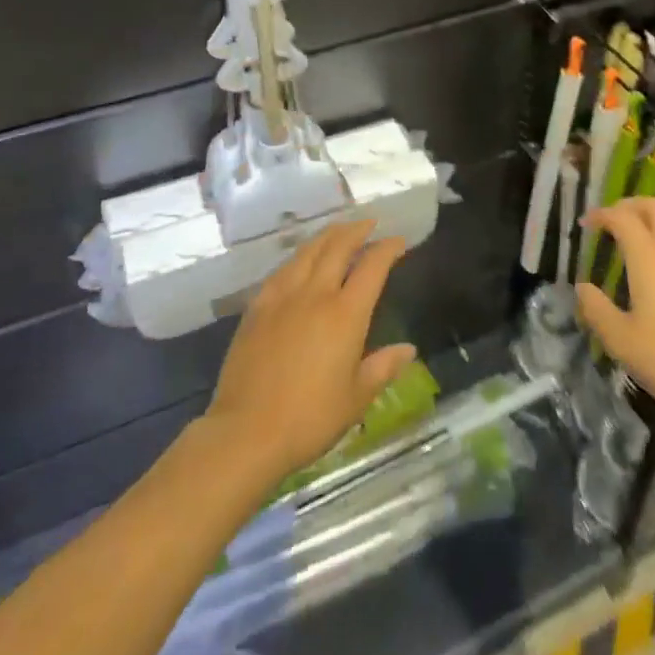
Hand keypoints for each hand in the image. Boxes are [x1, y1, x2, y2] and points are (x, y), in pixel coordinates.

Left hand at [205, 219, 416, 484]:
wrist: (246, 432)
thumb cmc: (309, 419)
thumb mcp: (356, 399)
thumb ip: (383, 367)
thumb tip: (408, 349)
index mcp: (346, 314)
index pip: (372, 267)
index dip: (387, 248)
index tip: (398, 240)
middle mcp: (316, 294)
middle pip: (339, 247)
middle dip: (357, 230)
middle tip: (370, 223)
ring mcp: (283, 297)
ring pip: (308, 251)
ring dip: (328, 235)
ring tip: (339, 230)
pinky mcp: (258, 307)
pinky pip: (282, 270)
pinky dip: (299, 257)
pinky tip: (300, 260)